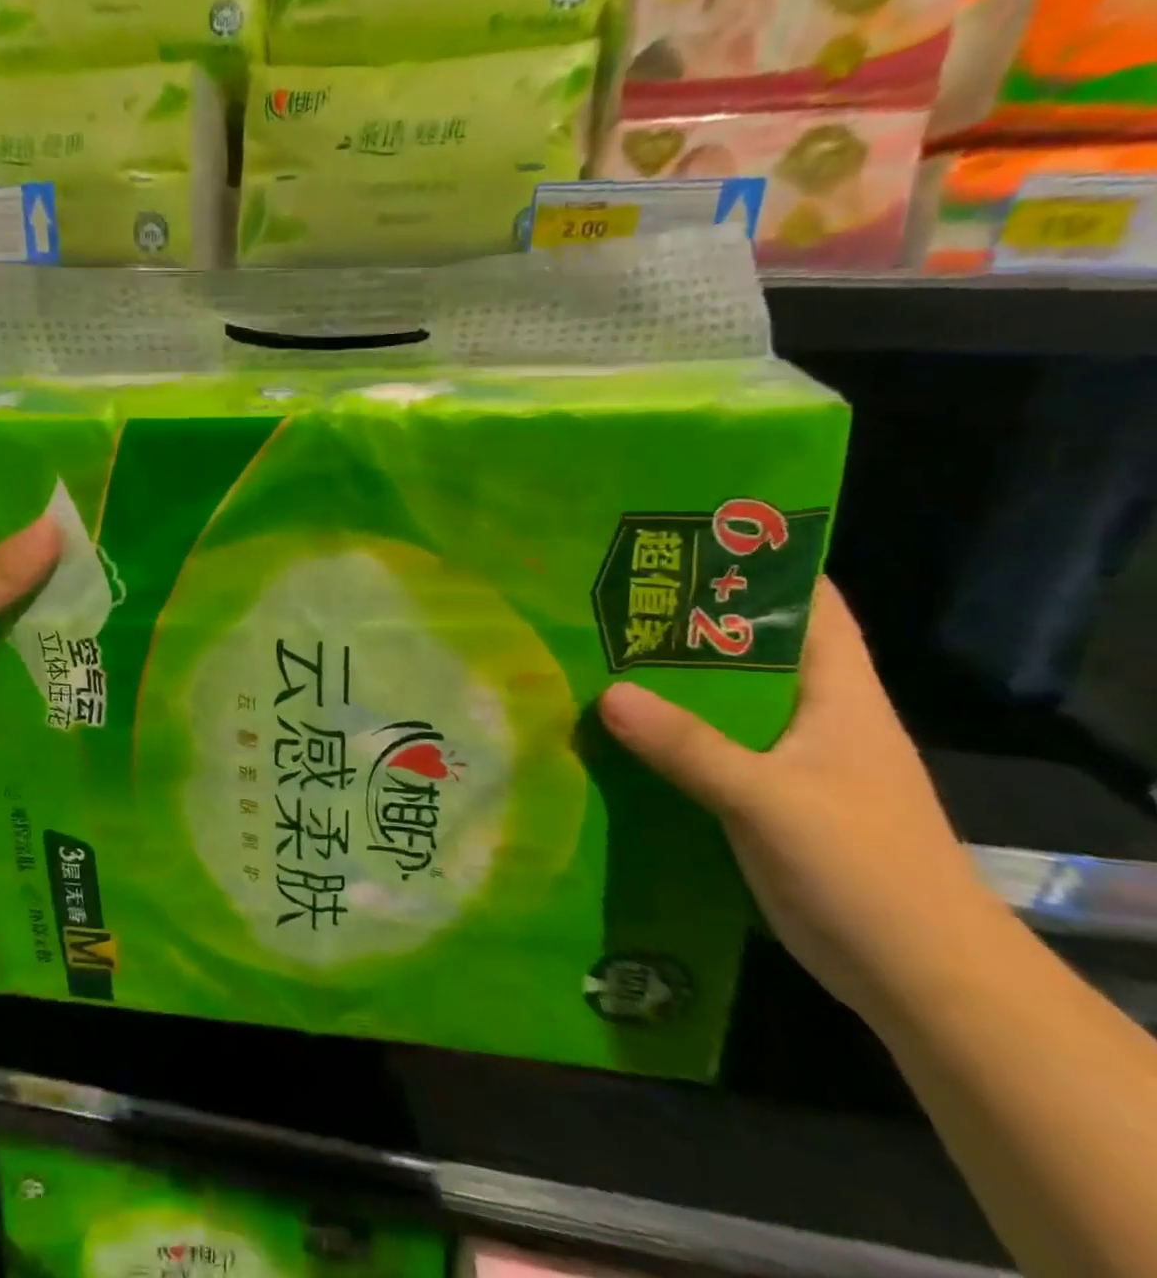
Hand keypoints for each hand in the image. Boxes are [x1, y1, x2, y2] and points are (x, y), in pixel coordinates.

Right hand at [598, 578, 998, 1018]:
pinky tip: (618, 728)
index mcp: (838, 694)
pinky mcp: (766, 797)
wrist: (920, 980)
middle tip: (614, 594)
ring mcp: (790, 758)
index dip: (761, 564)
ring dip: (671, 680)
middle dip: (689, 620)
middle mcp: (815, 715)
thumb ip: (689, 746)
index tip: (687, 541)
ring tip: (600, 651)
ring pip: (723, 699)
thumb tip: (607, 693)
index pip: (810, 604)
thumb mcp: (771, 799)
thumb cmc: (865, 869)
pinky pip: (709, 747)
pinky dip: (668, 732)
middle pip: (751, 647)